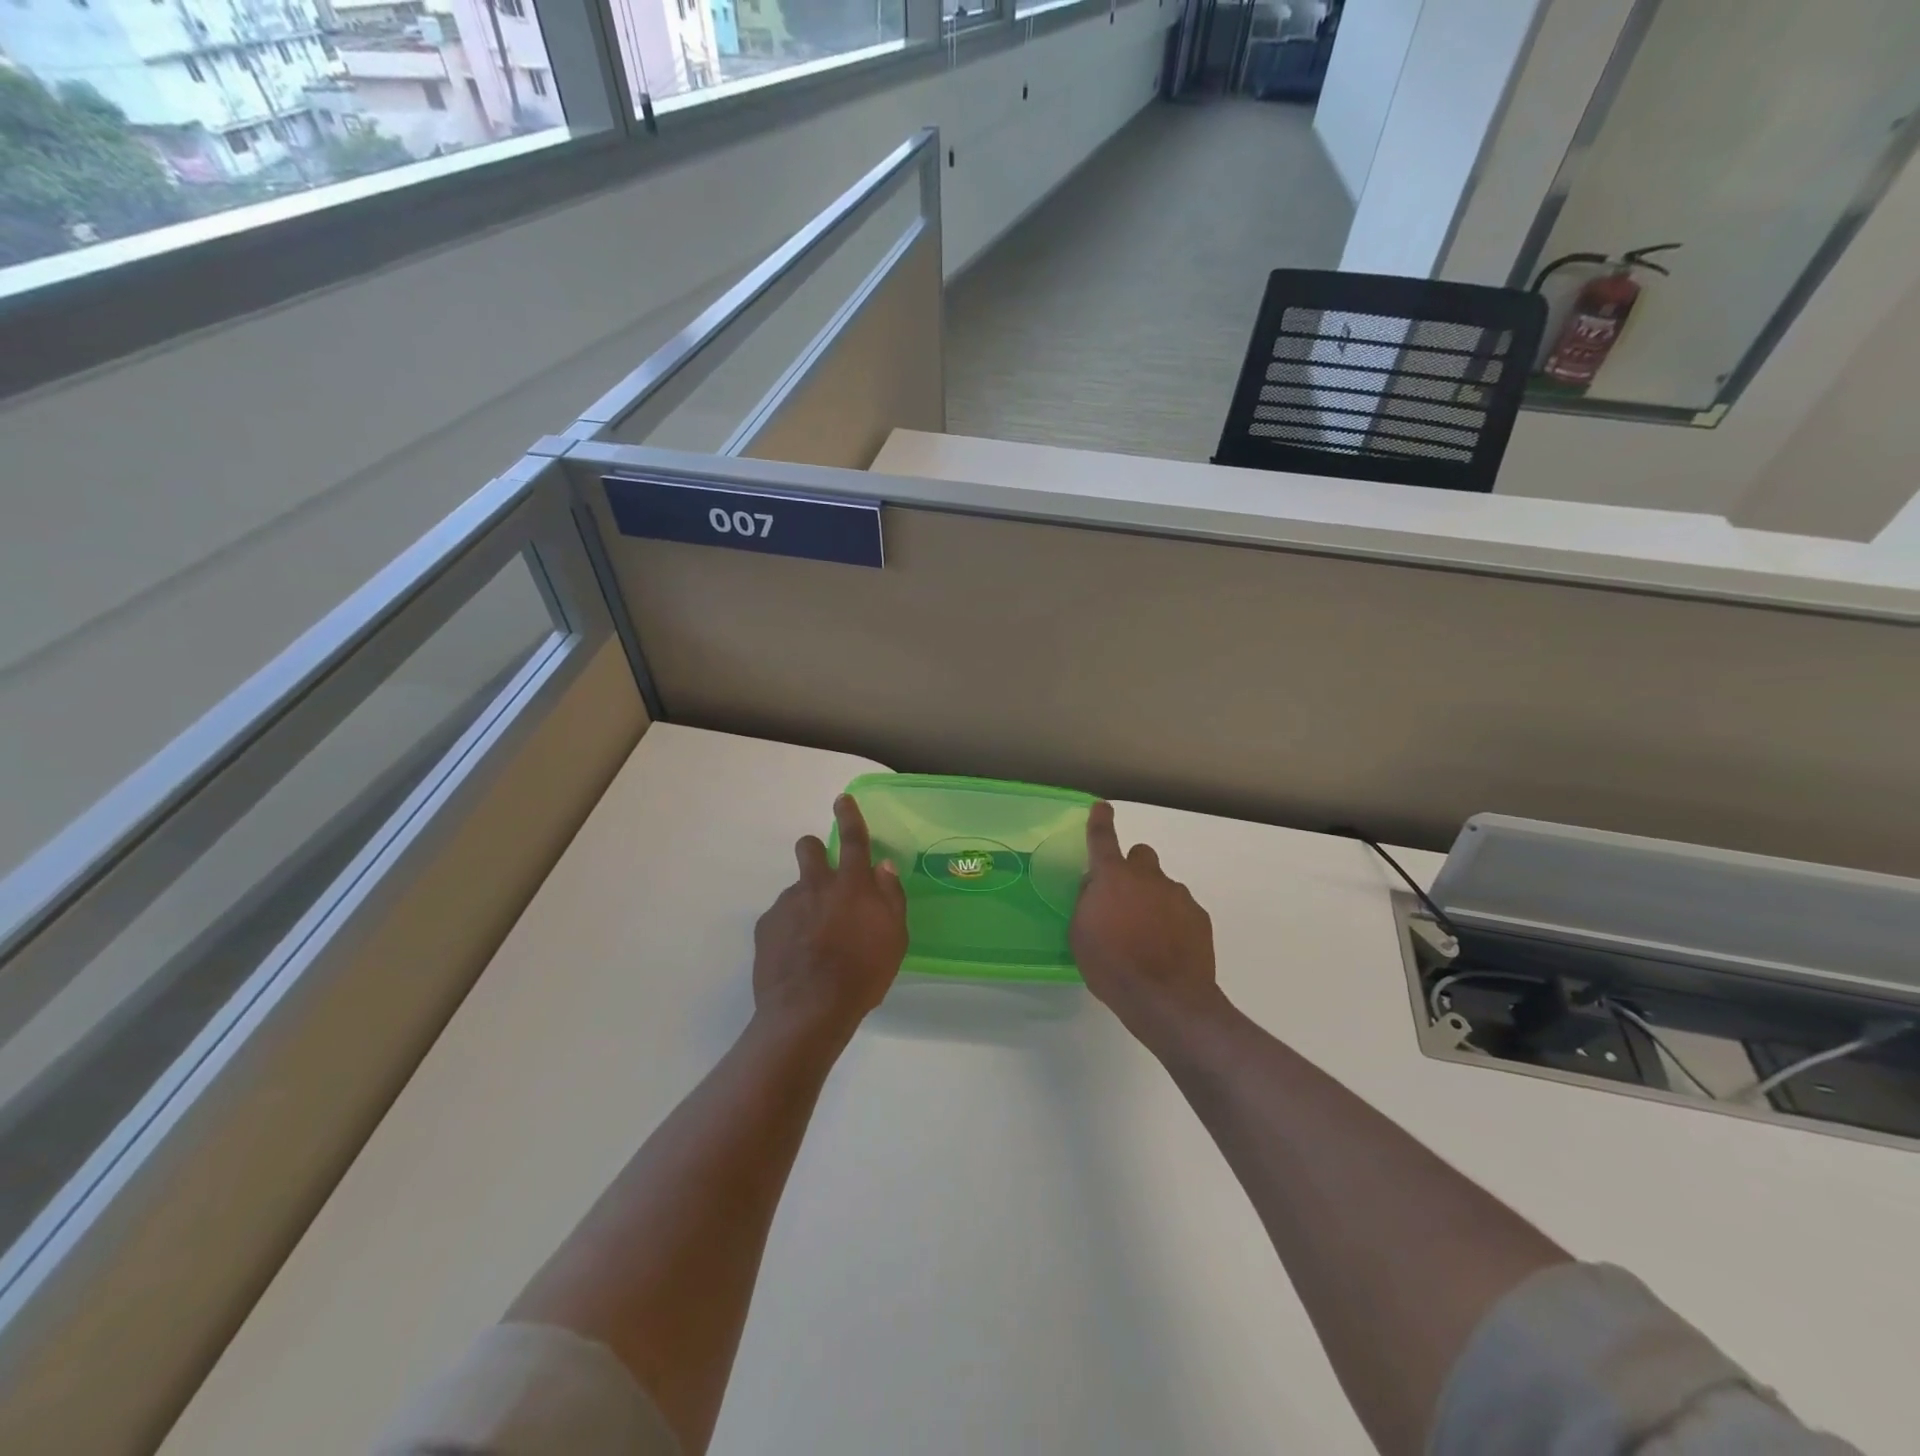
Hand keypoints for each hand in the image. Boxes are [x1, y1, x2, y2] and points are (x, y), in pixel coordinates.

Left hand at [753, 795, 907, 1044]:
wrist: (809, 1011)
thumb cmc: (862, 975)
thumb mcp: (894, 938)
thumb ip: (890, 897)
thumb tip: (883, 867)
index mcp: (852, 886)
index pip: (854, 839)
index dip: (850, 816)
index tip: (842, 800)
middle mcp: (817, 885)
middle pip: (809, 848)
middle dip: (814, 851)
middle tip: (824, 876)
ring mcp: (787, 905)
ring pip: (796, 890)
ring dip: (806, 903)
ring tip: (815, 941)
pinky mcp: (766, 927)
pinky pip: (780, 918)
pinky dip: (790, 930)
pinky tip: (797, 957)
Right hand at [1071, 802, 1224, 1048]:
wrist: (1167, 1000)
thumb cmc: (1112, 967)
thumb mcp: (1081, 935)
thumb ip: (1087, 903)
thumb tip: (1095, 888)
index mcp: (1113, 878)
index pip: (1102, 839)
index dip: (1100, 821)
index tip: (1102, 807)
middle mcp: (1147, 877)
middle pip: (1141, 855)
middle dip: (1132, 869)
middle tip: (1124, 899)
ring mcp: (1178, 895)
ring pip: (1163, 885)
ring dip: (1153, 899)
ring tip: (1147, 936)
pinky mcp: (1199, 917)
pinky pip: (1182, 908)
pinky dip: (1173, 921)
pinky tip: (1168, 949)